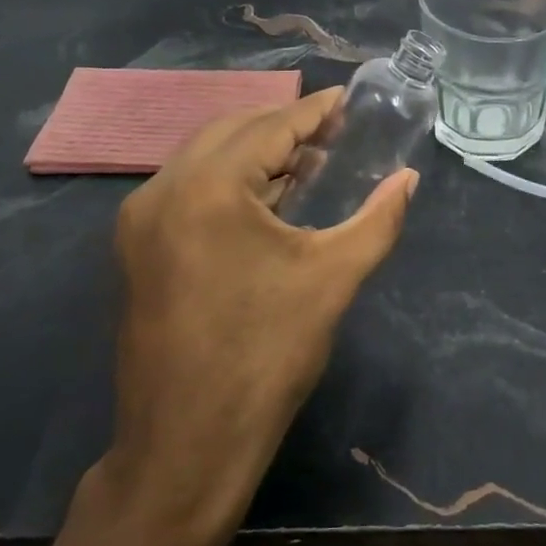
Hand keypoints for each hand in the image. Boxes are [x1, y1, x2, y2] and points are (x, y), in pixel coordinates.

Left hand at [100, 87, 415, 545]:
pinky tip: (269, 199)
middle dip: (283, 127)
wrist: (186, 446)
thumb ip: (377, 219)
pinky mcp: (137, 251)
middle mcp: (161, 191)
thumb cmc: (266, 356)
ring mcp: (140, 222)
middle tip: (335, 132)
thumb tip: (408, 180)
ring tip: (310, 162)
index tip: (348, 100)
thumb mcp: (332, 279)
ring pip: (204, 161)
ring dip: (256, 154)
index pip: (269, 128)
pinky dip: (230, 183)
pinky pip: (188, 192)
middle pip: (230, 133)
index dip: (314, 111)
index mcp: (206, 188)